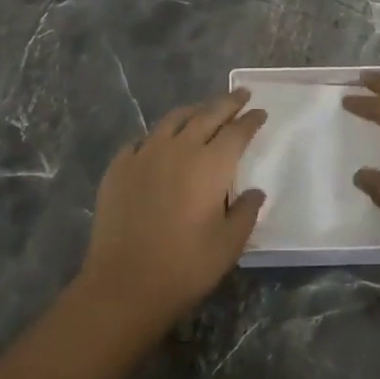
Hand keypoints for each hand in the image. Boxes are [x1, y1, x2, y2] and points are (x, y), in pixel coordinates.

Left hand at [80, 90, 267, 326]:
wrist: (124, 284)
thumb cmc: (185, 266)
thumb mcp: (229, 245)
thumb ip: (246, 212)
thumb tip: (254, 192)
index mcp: (211, 164)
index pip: (237, 132)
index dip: (251, 120)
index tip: (260, 112)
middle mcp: (179, 148)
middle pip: (208, 115)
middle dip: (227, 103)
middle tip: (240, 94)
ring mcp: (145, 154)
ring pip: (173, 120)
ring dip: (193, 111)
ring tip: (203, 110)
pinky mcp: (119, 166)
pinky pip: (142, 140)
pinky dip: (158, 136)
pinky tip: (159, 143)